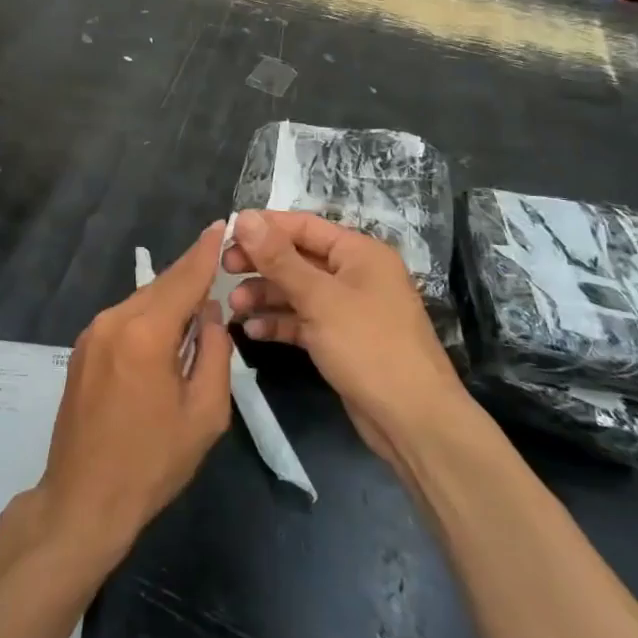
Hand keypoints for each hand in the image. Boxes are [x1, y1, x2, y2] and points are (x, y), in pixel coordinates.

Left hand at [38, 222, 232, 563]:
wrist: (82, 501)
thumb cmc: (152, 462)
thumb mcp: (204, 413)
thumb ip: (214, 352)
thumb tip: (209, 314)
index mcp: (145, 333)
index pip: (184, 278)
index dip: (205, 252)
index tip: (222, 224)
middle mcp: (113, 320)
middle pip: (161, 286)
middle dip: (191, 276)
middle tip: (219, 263)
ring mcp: (92, 333)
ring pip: (141, 302)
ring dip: (170, 302)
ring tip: (198, 312)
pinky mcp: (81, 349)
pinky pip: (124, 320)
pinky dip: (149, 319)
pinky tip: (164, 338)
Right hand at [226, 210, 470, 467]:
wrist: (413, 421)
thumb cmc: (369, 346)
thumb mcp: (319, 298)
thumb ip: (279, 258)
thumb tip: (244, 217)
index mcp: (359, 252)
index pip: (303, 226)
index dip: (264, 227)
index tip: (225, 234)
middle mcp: (355, 274)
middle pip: (298, 258)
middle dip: (261, 263)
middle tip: (224, 270)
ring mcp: (348, 309)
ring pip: (298, 291)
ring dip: (265, 295)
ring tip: (233, 306)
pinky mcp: (341, 340)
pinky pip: (304, 321)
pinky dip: (280, 322)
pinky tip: (252, 330)